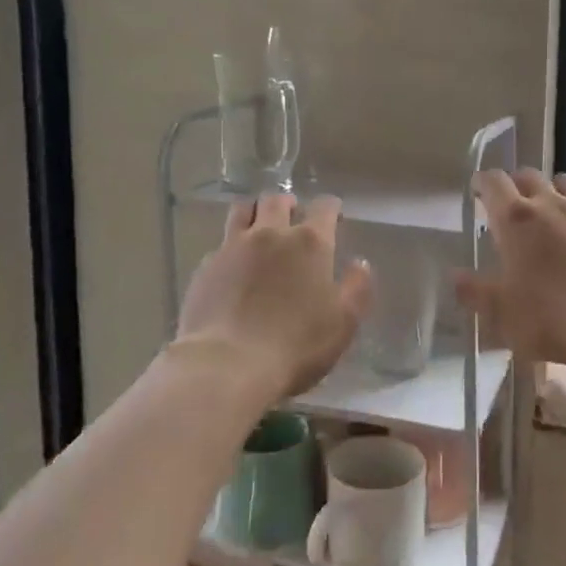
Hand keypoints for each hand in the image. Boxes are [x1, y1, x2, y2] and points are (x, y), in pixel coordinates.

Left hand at [177, 192, 373, 401]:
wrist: (227, 364)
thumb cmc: (296, 345)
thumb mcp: (343, 323)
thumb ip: (357, 288)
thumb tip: (360, 264)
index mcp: (310, 243)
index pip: (324, 207)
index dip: (330, 208)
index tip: (334, 215)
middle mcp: (270, 234)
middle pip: (277, 200)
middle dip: (289, 204)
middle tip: (293, 215)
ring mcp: (233, 247)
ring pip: (243, 210)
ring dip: (255, 212)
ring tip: (259, 225)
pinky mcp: (206, 266)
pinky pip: (221, 244)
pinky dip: (231, 247)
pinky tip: (233, 265)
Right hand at [455, 169, 565, 368]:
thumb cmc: (553, 316)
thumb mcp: (502, 314)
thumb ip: (475, 292)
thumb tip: (455, 276)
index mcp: (515, 219)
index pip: (493, 182)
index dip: (481, 182)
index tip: (476, 190)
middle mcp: (549, 205)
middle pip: (528, 175)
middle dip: (514, 184)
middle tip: (507, 203)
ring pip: (564, 184)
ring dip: (551, 190)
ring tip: (546, 210)